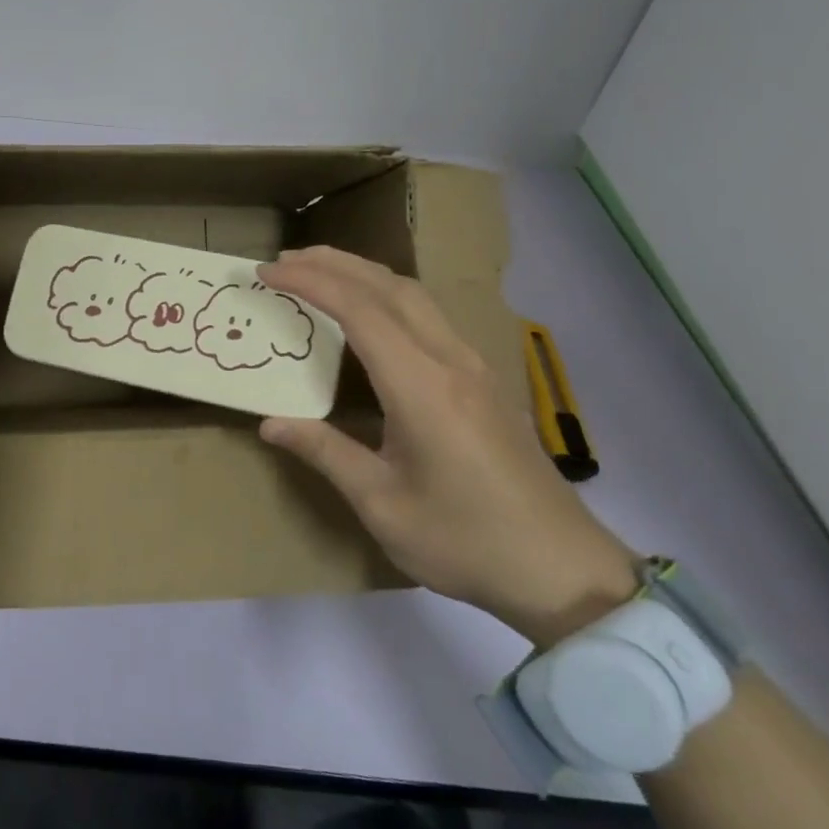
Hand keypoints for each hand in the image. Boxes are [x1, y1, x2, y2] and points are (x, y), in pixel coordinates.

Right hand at [257, 246, 637, 646]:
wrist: (561, 568)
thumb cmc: (465, 541)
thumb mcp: (383, 505)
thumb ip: (326, 453)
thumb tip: (270, 423)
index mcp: (422, 386)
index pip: (358, 309)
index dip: (309, 282)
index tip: (268, 272)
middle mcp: (450, 359)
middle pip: (388, 285)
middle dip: (333, 263)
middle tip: (285, 259)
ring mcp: (472, 365)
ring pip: (413, 294)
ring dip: (363, 273)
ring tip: (320, 272)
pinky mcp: (483, 378)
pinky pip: (428, 314)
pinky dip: (387, 294)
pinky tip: (371, 312)